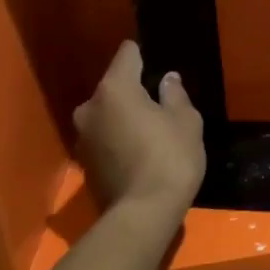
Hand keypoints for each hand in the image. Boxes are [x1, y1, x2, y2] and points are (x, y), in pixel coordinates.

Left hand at [73, 42, 204, 228]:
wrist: (143, 214)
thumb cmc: (170, 158)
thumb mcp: (186, 121)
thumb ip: (174, 94)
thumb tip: (167, 79)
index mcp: (115, 88)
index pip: (127, 55)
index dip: (144, 56)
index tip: (158, 63)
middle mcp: (91, 107)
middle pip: (114, 86)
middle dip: (133, 91)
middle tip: (160, 104)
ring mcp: (83, 136)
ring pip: (107, 114)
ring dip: (124, 117)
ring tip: (150, 130)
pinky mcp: (84, 162)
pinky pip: (104, 137)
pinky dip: (118, 139)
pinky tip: (139, 152)